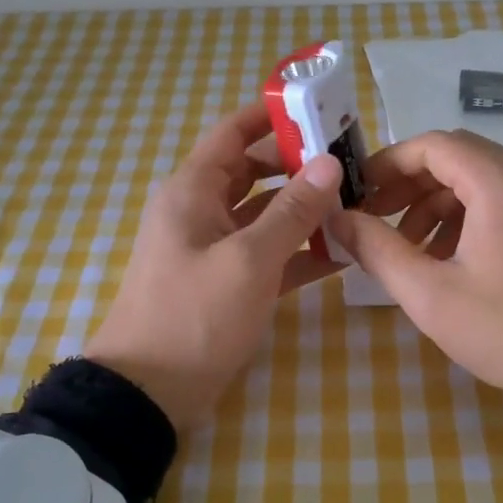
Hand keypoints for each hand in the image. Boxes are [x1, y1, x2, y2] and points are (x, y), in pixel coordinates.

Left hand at [87, 102, 344, 427]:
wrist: (148, 392)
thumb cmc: (194, 315)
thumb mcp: (249, 260)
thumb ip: (292, 211)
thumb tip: (330, 164)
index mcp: (193, 191)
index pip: (232, 133)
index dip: (271, 116)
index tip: (319, 109)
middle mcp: (201, 210)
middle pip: (254, 171)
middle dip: (299, 164)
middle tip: (351, 162)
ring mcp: (213, 248)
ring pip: (264, 214)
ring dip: (303, 210)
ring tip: (355, 204)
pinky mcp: (225, 282)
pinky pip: (266, 253)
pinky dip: (297, 250)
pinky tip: (339, 254)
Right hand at [329, 129, 502, 416]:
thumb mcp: (431, 296)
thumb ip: (378, 250)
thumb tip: (337, 218)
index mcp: (500, 184)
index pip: (433, 145)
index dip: (389, 163)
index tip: (360, 193)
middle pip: (457, 156)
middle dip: (411, 183)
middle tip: (378, 219)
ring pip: (480, 178)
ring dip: (438, 202)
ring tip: (413, 249)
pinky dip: (469, 214)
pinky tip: (453, 258)